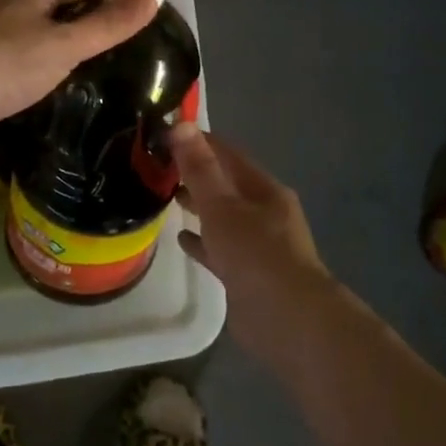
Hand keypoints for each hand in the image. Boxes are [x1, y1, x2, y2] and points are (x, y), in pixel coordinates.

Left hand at [0, 0, 157, 149]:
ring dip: (71, 23)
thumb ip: (107, 25)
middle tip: (128, 10)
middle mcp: (13, 3)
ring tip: (101, 36)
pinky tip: (63, 65)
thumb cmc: (8, 64)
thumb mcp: (65, 44)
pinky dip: (53, 49)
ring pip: (44, 20)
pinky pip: (31, 46)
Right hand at [171, 125, 340, 360]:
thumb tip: (181, 124)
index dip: (197, 141)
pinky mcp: (248, 274)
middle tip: (156, 167)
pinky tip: (181, 237)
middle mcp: (265, 212)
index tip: (163, 135)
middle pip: (225, 184)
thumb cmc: (256, 254)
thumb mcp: (222, 206)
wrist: (288, 321)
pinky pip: (220, 248)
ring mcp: (258, 244)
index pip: (227, 153)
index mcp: (264, 189)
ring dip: (198, 206)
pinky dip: (202, 240)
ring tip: (164, 197)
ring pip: (222, 216)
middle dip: (195, 174)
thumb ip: (200, 168)